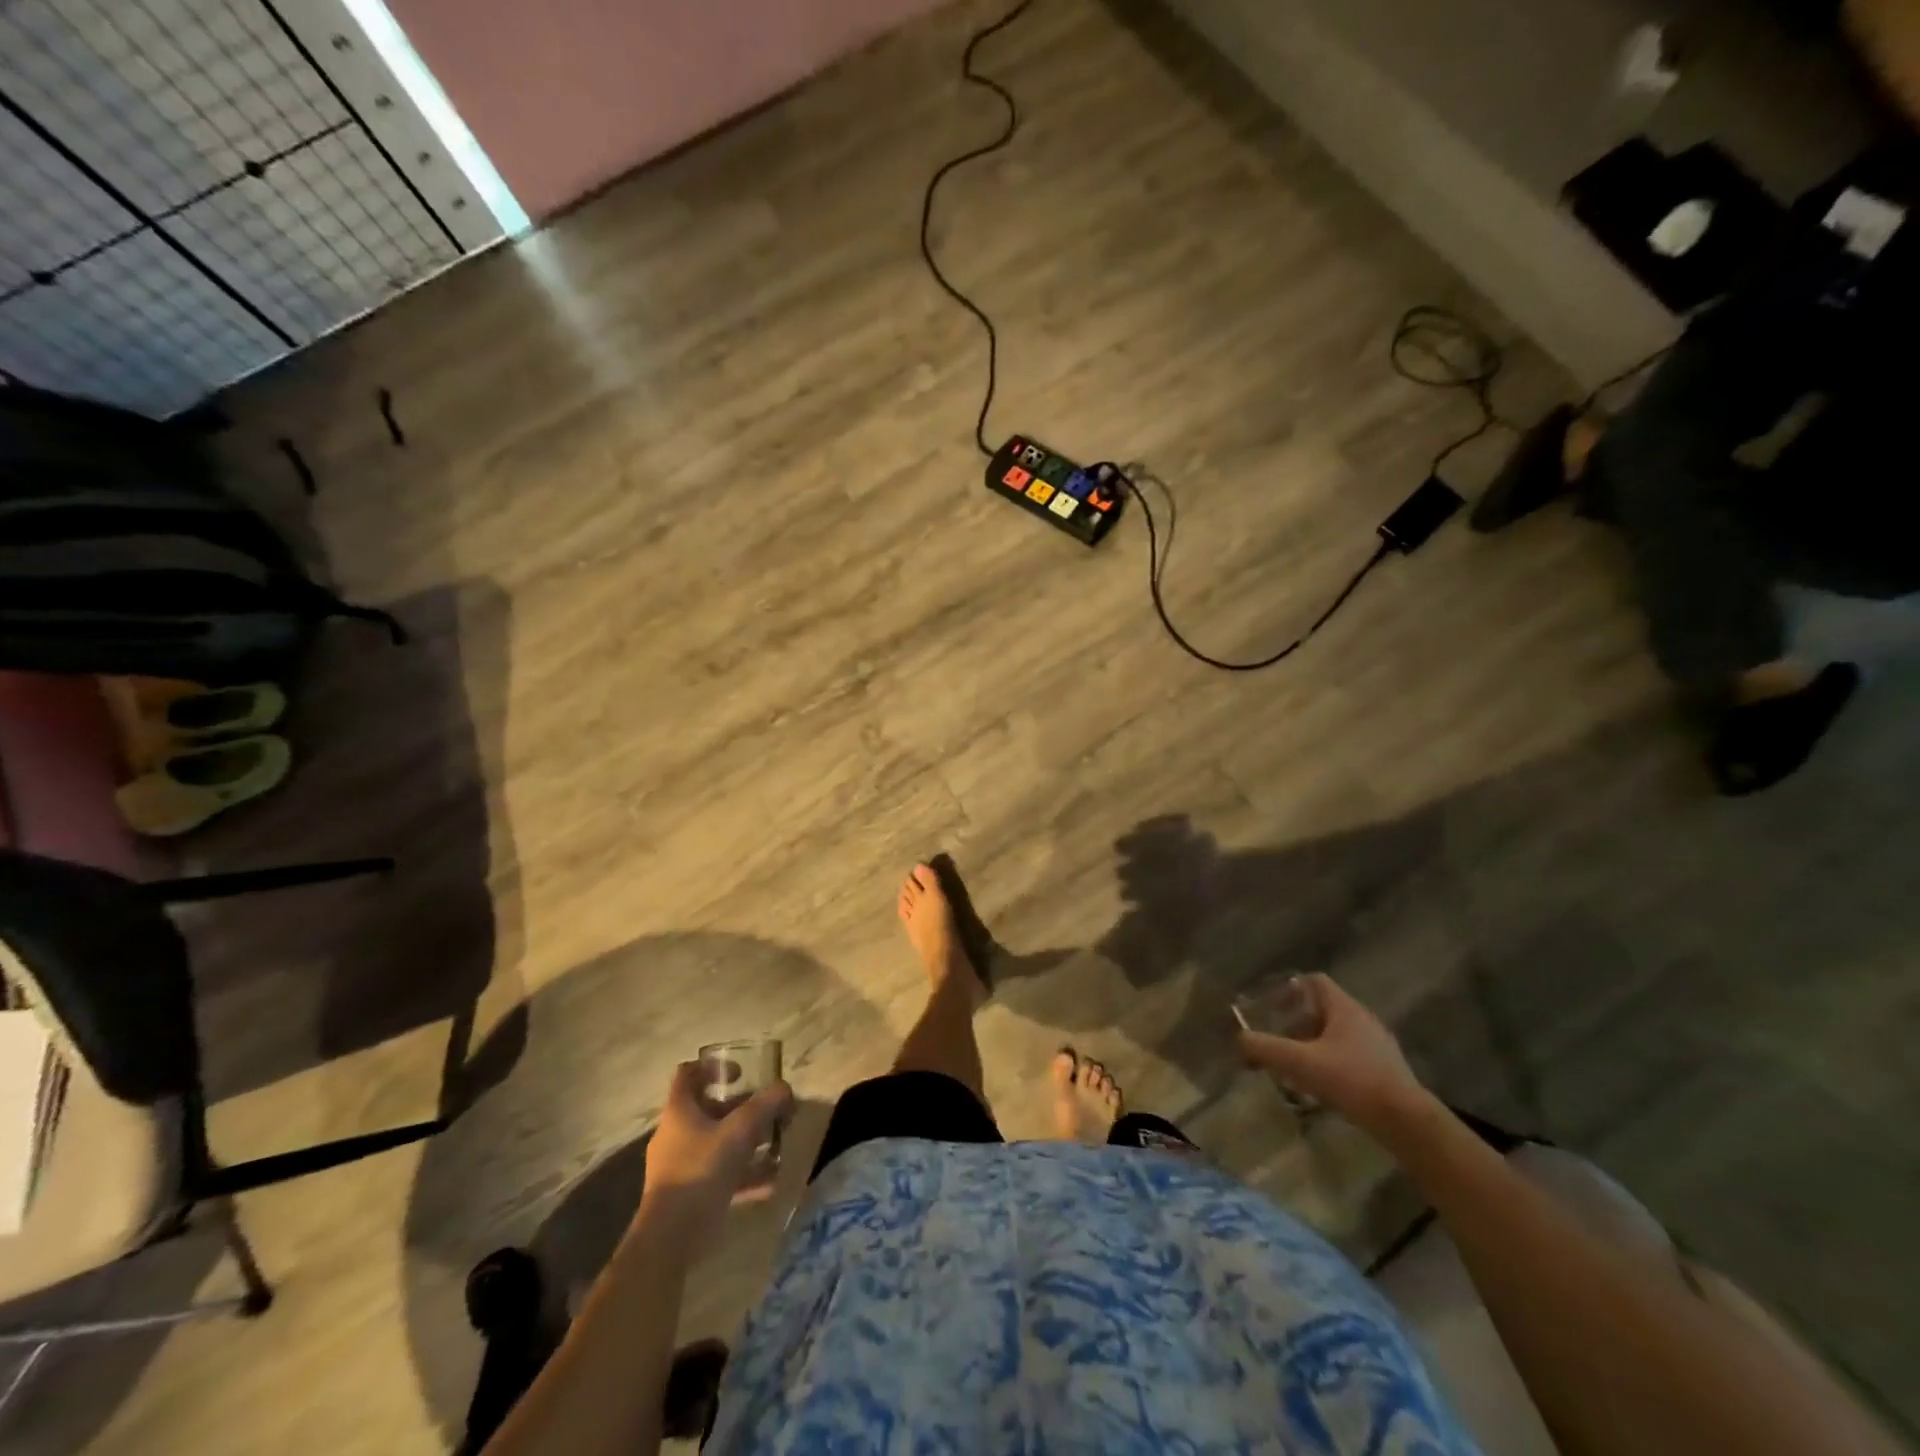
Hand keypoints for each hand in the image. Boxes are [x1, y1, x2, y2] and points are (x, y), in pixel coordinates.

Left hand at [642, 1062, 792, 1224]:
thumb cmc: (700, 1171)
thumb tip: (785, 1088)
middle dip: (741, 1109)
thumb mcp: (739, 1132)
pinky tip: (770, 1182)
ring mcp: (680, 1166)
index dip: (713, 1067)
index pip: (688, 1074)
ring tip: (775, 1146)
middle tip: (768, 1112)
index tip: (741, 1072)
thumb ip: (765, 1106)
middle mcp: (675, 1134)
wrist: (670, 1239)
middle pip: (709, 1110)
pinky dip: (743, 1175)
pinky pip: (720, 1175)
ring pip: (717, 1143)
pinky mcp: (688, 1194)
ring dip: (746, 1143)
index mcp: (679, 1111)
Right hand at [1237, 974, 1432, 1137]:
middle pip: (1322, 1010)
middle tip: (1279, 1044)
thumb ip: (1266, 1048)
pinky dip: (1331, 1065)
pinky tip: (1322, 1089)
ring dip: (1312, 1047)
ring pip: (1336, 1035)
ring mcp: (1378, 1046)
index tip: (1272, 1009)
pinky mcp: (1386, 1071)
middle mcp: (1363, 1020)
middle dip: (1296, 1025)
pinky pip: (1350, 1057)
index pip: (1314, 981)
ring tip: (1296, 1070)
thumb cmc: (1352, 1081)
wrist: (1407, 1123)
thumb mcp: (1300, 1063)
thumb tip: (1239, 1039)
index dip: (1289, 990)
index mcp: (1345, 1008)